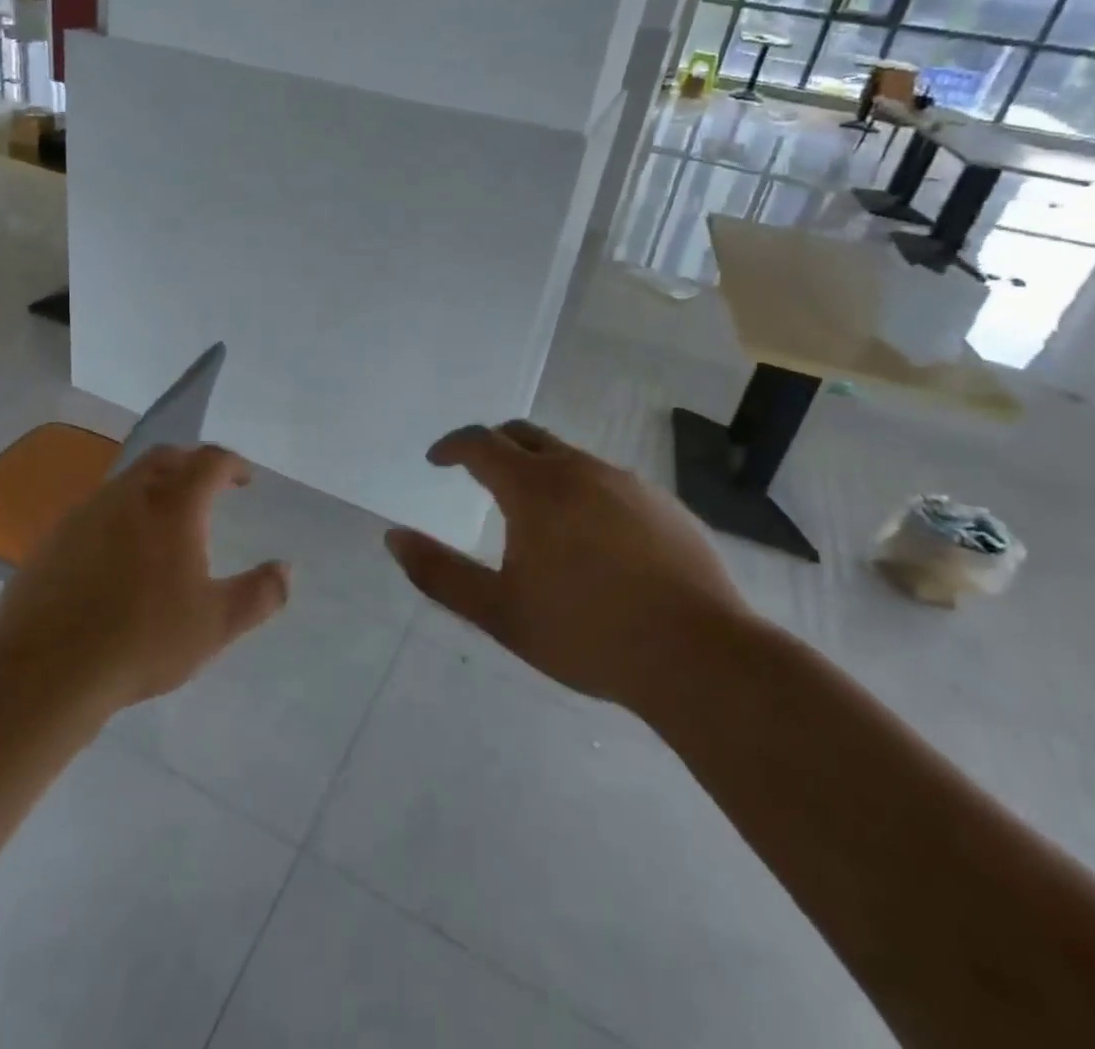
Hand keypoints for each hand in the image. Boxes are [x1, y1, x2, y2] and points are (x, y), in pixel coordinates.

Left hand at [0, 445, 289, 711]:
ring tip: (166, 522)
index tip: (244, 480)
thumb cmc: (143, 640)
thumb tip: (286, 569)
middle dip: (192, 464)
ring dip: (154, 487)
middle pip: (165, 457)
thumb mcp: (216, 624)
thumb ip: (260, 594)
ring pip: (128, 481)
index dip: (232, 464)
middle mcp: (129, 494)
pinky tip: (119, 555)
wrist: (45, 669)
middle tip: (207, 488)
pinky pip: (98, 509)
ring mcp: (86, 512)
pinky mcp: (55, 537)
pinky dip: (121, 514)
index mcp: (173, 504)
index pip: (209, 461)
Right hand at [385, 421, 748, 708]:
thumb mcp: (499, 612)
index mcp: (535, 488)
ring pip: (569, 457)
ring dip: (539, 469)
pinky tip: (591, 538)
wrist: (701, 658)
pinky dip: (581, 491)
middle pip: (524, 435)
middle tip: (477, 473)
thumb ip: (440, 573)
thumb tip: (393, 537)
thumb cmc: (587, 634)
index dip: (452, 446)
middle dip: (493, 446)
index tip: (436, 461)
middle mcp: (580, 470)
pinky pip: (608, 481)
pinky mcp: (664, 504)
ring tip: (533, 513)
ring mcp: (628, 483)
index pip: (481, 443)